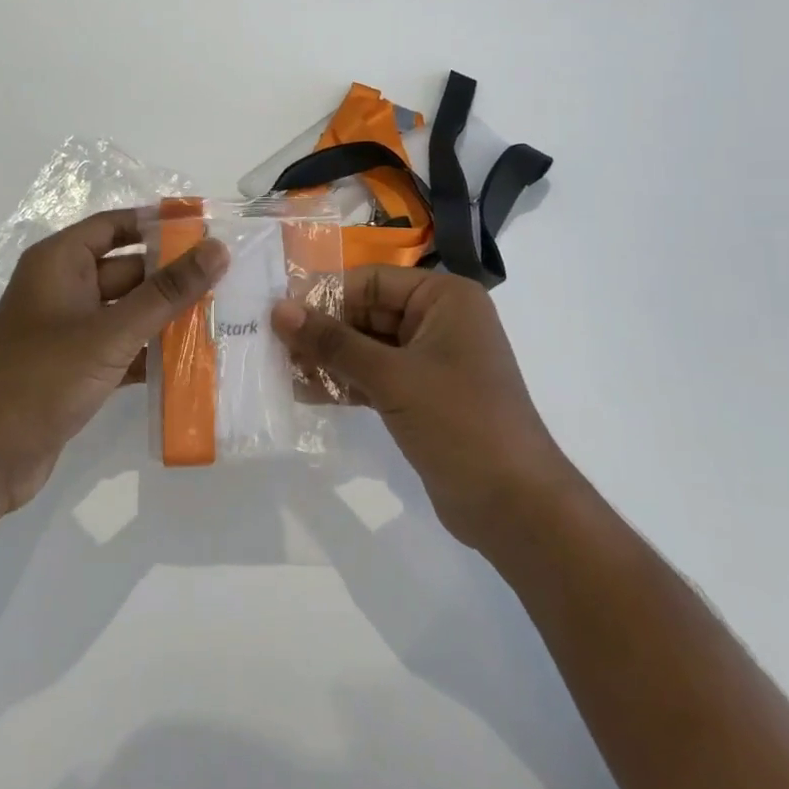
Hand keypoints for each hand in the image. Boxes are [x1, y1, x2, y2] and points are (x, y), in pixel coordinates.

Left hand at [0, 209, 228, 517]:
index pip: (116, 225)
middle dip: (173, 276)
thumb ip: (167, 292)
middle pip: (128, 269)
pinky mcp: (75, 368)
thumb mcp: (112, 332)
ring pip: (128, 311)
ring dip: (167, 317)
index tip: (208, 229)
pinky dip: (151, 352)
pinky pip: (122, 347)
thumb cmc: (43, 378)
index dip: (160, 224)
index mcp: (59, 262)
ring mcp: (68, 331)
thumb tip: (218, 248)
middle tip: (229, 278)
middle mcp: (62, 288)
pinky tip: (194, 361)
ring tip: (223, 316)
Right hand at [273, 268, 564, 552]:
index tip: (278, 315)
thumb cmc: (459, 422)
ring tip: (282, 370)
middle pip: (367, 312)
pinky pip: (375, 377)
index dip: (324, 296)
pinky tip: (306, 393)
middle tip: (273, 346)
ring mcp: (432, 360)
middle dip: (323, 331)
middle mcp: (439, 320)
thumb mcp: (391, 377)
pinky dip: (345, 383)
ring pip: (367, 347)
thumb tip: (278, 309)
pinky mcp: (422, 395)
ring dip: (328, 359)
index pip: (371, 281)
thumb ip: (333, 342)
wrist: (515, 507)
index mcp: (444, 297)